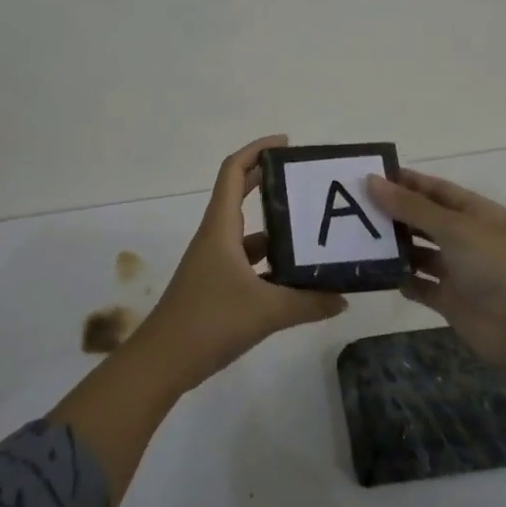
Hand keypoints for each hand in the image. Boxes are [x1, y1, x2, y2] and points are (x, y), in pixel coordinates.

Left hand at [134, 135, 347, 389]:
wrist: (162, 362)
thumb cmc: (210, 321)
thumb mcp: (266, 310)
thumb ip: (308, 303)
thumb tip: (343, 298)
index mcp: (221, 228)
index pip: (234, 172)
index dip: (256, 151)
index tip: (286, 143)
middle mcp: (215, 238)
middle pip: (240, 195)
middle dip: (269, 182)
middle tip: (306, 180)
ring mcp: (214, 263)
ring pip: (247, 234)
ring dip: (275, 229)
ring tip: (313, 231)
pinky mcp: (215, 287)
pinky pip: (247, 263)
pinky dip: (270, 264)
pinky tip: (296, 278)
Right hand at [366, 167, 505, 371]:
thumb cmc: (494, 265)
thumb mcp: (453, 228)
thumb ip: (411, 207)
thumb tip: (371, 181)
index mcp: (475, 212)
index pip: (435, 189)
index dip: (406, 182)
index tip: (370, 177)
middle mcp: (466, 237)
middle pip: (424, 219)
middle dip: (394, 213)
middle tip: (354, 207)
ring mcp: (458, 270)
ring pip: (420, 252)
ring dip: (395, 246)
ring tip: (359, 239)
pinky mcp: (450, 300)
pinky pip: (420, 285)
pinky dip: (402, 279)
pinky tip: (377, 273)